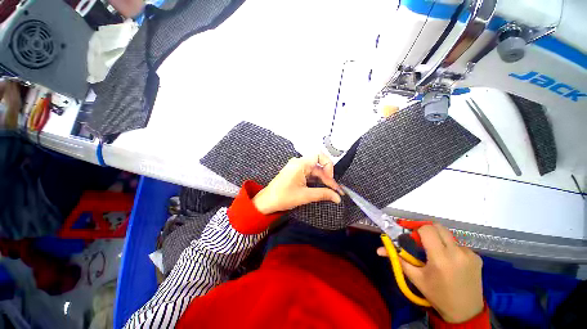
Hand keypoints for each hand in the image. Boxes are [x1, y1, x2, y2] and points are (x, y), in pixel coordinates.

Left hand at [252, 153, 342, 214]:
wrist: (267, 202)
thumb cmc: (282, 197)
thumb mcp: (305, 196)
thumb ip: (323, 194)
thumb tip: (337, 197)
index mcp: (300, 164)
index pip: (319, 155)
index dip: (328, 165)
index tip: (330, 178)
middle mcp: (299, 163)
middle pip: (318, 166)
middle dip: (328, 178)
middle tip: (336, 191)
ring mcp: (297, 168)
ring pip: (315, 171)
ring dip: (323, 180)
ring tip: (331, 191)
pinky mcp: (296, 173)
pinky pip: (309, 174)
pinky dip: (316, 181)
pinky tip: (322, 189)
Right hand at [377, 224, 483, 322]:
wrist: (466, 313)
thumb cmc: (437, 295)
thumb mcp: (416, 277)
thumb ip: (397, 259)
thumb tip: (379, 249)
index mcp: (440, 258)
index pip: (427, 229)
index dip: (416, 230)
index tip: (412, 238)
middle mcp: (457, 252)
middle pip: (438, 227)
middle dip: (427, 230)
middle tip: (422, 242)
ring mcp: (470, 254)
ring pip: (448, 235)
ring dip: (439, 239)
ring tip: (437, 255)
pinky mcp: (478, 257)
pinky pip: (459, 244)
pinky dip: (451, 248)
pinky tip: (451, 262)